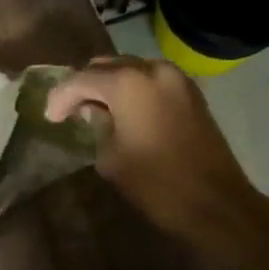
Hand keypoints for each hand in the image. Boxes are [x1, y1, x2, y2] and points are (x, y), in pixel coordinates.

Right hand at [45, 56, 268, 253]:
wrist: (218, 204)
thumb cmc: (157, 184)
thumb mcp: (111, 157)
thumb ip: (96, 125)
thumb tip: (92, 112)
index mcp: (128, 83)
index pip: (81, 79)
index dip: (61, 97)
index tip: (50, 117)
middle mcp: (152, 69)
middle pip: (106, 65)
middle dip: (84, 85)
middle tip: (69, 110)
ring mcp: (176, 77)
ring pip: (129, 68)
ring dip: (109, 84)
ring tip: (94, 109)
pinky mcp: (190, 91)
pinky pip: (151, 79)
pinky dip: (132, 88)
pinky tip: (123, 110)